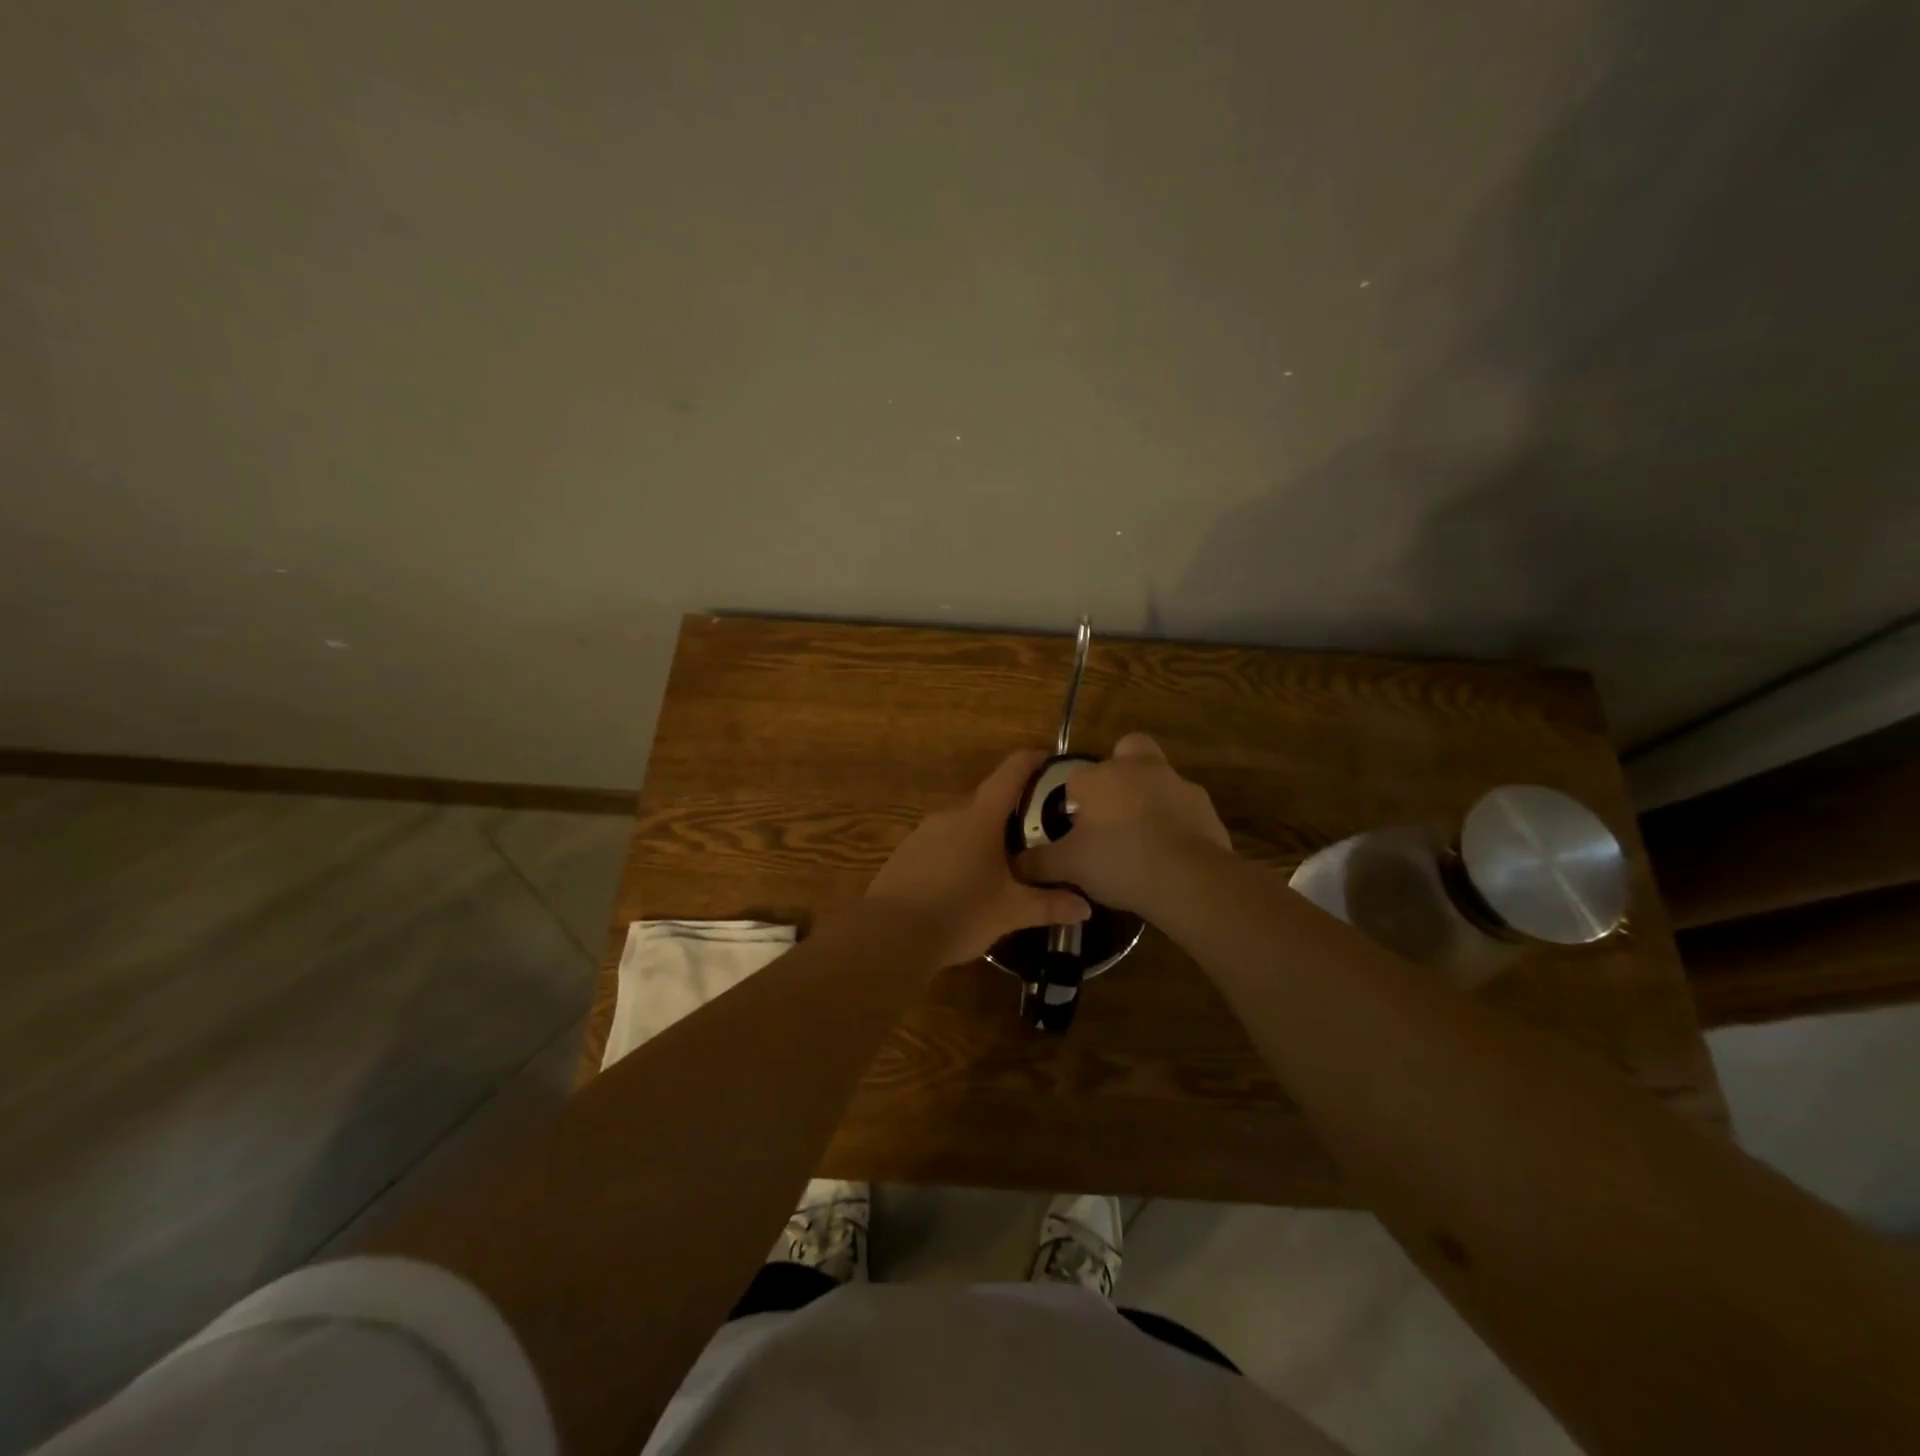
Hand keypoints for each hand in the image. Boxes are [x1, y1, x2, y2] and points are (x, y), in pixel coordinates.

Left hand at [867, 750, 1091, 967]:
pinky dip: (959, 854)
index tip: (1050, 760)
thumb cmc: (959, 913)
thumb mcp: (1011, 911)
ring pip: (962, 825)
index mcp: (980, 818)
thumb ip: (1049, 905)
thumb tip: (1086, 907)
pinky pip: (941, 844)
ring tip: (1005, 863)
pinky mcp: (905, 854)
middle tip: (1037, 832)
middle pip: (987, 802)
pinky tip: (966, 884)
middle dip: (1012, 812)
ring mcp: (923, 833)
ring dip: (984, 836)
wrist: (889, 936)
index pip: (1010, 773)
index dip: (1032, 761)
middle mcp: (950, 815)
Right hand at [1014, 733, 1230, 915]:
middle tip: (1111, 808)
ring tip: (1141, 840)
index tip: (1073, 827)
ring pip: (1158, 779)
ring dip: (1149, 799)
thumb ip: (1038, 862)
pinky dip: (1175, 824)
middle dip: (1119, 770)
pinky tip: (1168, 854)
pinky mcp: (1205, 808)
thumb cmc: (1119, 861)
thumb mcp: (1069, 866)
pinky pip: (1183, 809)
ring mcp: (1178, 785)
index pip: (1076, 777)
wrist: (1189, 879)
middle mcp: (1139, 769)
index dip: (1072, 800)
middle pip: (1127, 751)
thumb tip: (1015, 864)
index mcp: (1100, 776)